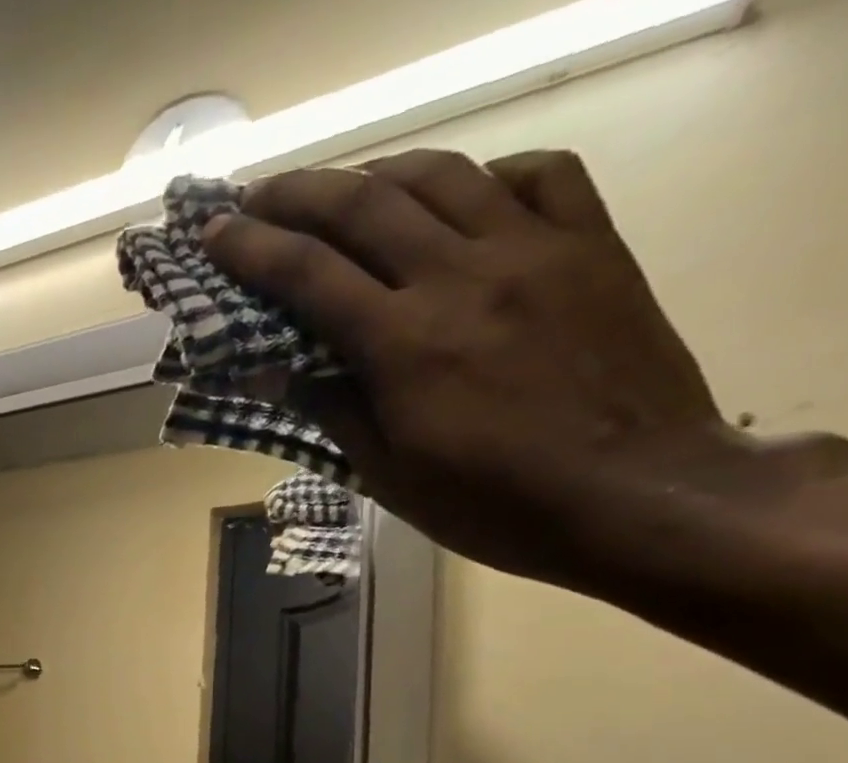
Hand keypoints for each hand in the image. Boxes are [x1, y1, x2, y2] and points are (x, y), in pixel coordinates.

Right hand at [200, 149, 732, 589]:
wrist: (634, 492)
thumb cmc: (491, 502)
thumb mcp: (388, 473)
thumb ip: (329, 409)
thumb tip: (266, 372)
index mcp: (403, 343)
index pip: (308, 275)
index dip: (252, 249)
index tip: (213, 233)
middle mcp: (462, 277)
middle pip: (365, 205)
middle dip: (298, 194)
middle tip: (257, 197)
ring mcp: (534, 250)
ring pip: (443, 174)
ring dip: (377, 174)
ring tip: (343, 190)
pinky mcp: (592, 244)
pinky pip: (537, 175)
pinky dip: (484, 175)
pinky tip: (460, 199)